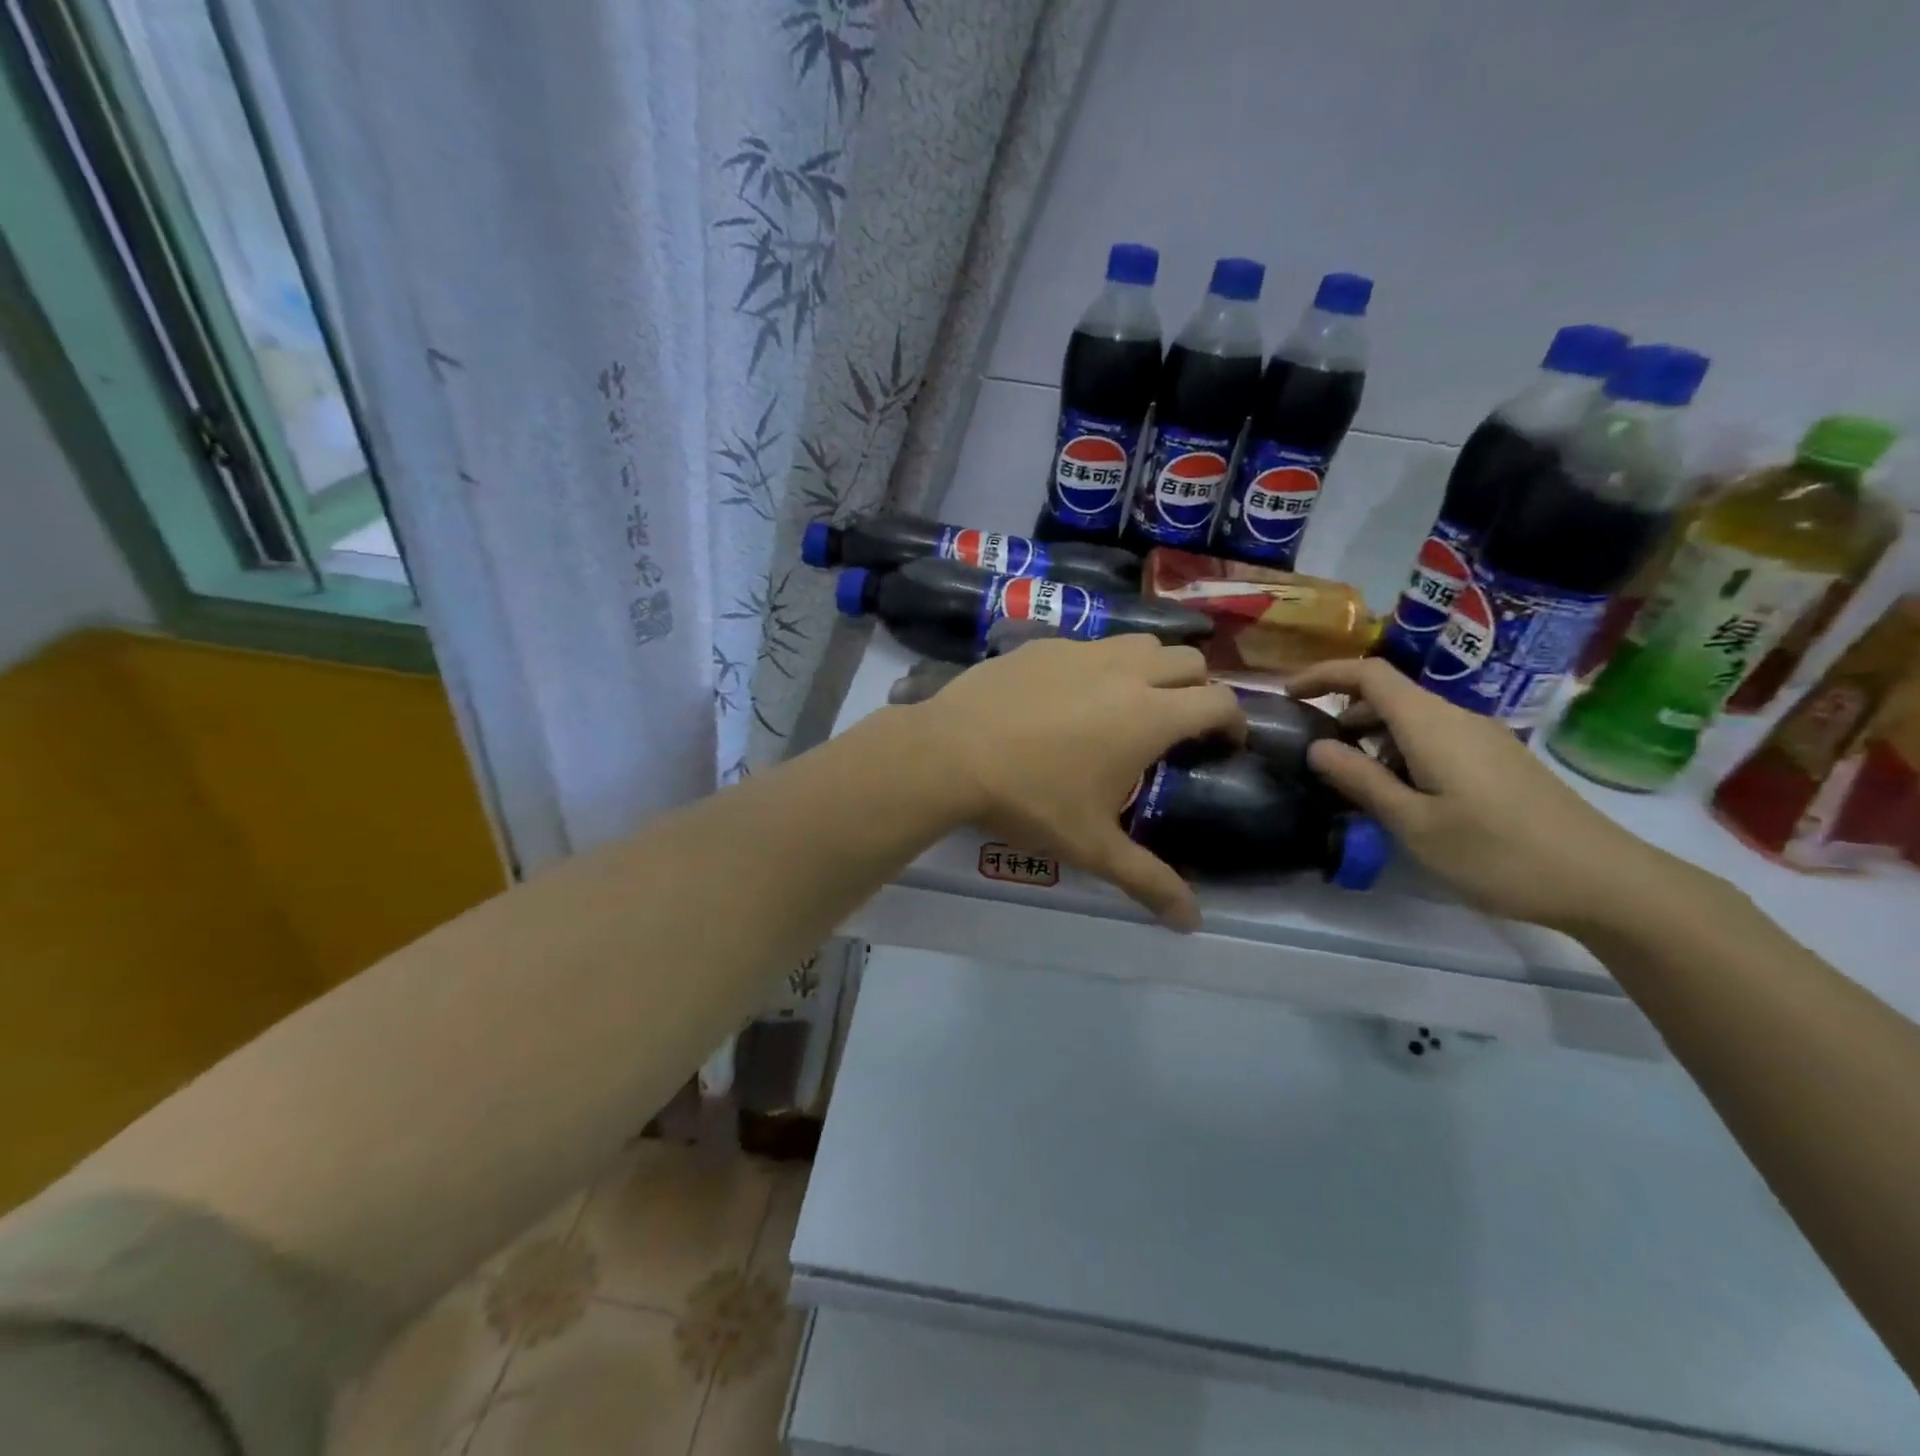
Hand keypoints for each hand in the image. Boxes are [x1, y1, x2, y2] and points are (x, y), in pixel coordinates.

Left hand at [907, 634, 1244, 929]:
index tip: (1224, 745)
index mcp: (1149, 715)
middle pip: (1188, 660)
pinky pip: (1089, 644)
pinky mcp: (1042, 643)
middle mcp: (1125, 671)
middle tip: (1178, 725)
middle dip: (1197, 688)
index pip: (1219, 701)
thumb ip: (1148, 880)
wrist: (950, 754)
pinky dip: (1100, 663)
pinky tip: (1071, 695)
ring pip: (1140, 642)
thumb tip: (1192, 922)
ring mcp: (1081, 650)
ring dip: (1152, 667)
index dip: (1233, 722)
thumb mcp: (1091, 846)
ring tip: (1130, 702)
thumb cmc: (1029, 799)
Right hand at [1288, 658, 1686, 934]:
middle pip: (1390, 694)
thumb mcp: (1413, 823)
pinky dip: (1401, 751)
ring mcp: (1483, 738)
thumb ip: (1360, 780)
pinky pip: (1436, 739)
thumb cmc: (1495, 852)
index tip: (1288, 695)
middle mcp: (1457, 718)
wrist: (1604, 882)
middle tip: (1313, 750)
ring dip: (1373, 736)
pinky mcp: (1499, 761)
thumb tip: (1317, 747)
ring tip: (1350, 779)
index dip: (1324, 675)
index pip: (1368, 674)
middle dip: (1344, 712)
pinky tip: (1400, 794)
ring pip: (1413, 719)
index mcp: (1431, 724)